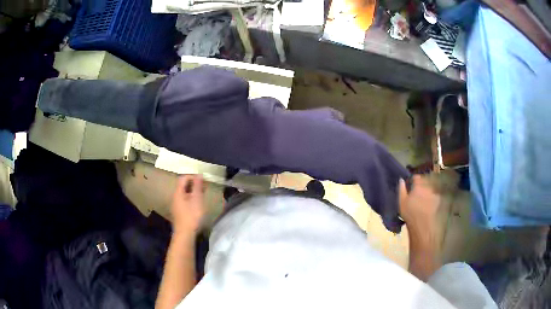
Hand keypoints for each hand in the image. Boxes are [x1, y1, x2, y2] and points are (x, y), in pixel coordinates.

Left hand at [170, 175, 205, 235]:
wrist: (185, 234)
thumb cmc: (192, 216)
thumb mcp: (197, 199)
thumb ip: (197, 186)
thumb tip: (199, 174)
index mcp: (178, 192)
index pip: (183, 178)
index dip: (193, 176)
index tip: (203, 180)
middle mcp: (175, 197)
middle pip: (183, 186)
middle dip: (193, 184)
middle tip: (204, 187)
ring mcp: (176, 206)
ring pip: (184, 194)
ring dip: (193, 192)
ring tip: (203, 195)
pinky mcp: (179, 213)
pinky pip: (184, 201)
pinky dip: (191, 199)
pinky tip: (198, 205)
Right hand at [398, 175, 440, 238]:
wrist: (422, 225)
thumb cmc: (409, 213)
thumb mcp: (401, 202)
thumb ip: (401, 189)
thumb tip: (401, 180)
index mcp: (418, 185)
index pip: (416, 177)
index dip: (413, 180)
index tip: (410, 185)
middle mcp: (427, 187)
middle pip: (424, 181)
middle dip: (420, 185)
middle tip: (416, 192)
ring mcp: (433, 193)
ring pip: (429, 188)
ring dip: (426, 191)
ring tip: (422, 198)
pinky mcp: (437, 200)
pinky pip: (434, 195)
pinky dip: (431, 197)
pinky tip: (428, 204)